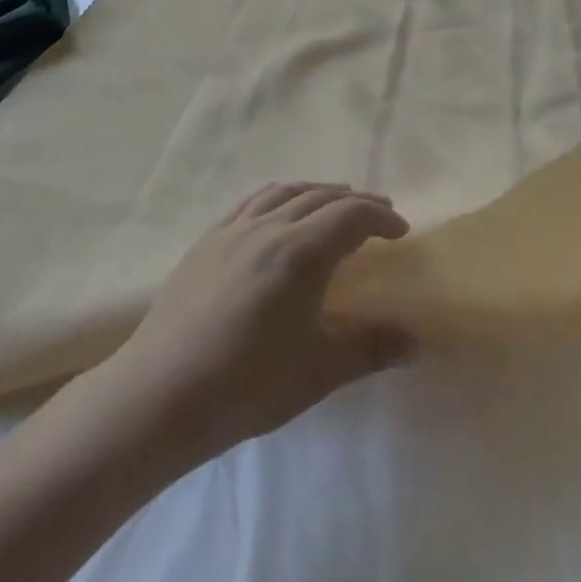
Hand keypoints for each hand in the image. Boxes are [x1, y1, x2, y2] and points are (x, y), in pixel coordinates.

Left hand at [90, 184, 418, 470]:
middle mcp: (269, 227)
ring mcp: (233, 230)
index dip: (381, 217)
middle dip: (354, 202)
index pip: (352, 216)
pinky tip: (276, 212)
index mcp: (302, 251)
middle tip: (377, 214)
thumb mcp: (320, 370)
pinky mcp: (206, 241)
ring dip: (315, 192)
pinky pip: (250, 203)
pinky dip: (276, 197)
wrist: (164, 390)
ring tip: (332, 202)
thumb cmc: (250, 382)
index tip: (401, 230)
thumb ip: (370, 349)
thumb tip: (415, 342)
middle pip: (320, 197)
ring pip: (283, 193)